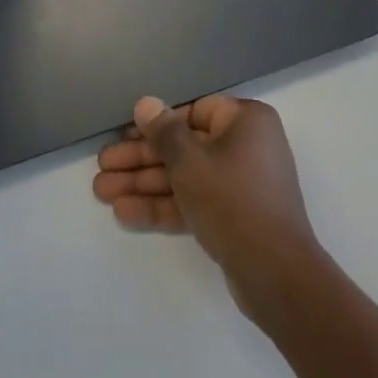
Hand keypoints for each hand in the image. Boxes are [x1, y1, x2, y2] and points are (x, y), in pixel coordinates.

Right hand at [94, 94, 324, 315]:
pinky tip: (124, 212)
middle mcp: (246, 146)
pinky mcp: (233, 217)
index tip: (124, 131)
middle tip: (102, 165)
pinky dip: (163, 206)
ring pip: (184, 177)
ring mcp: (240, 184)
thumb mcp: (191, 162)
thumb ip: (164, 132)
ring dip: (144, 184)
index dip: (157, 122)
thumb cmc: (233, 201)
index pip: (194, 111)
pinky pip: (193, 202)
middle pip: (184, 146)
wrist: (276, 275)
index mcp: (246, 121)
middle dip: (141, 159)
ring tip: (100, 191)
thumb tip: (146, 103)